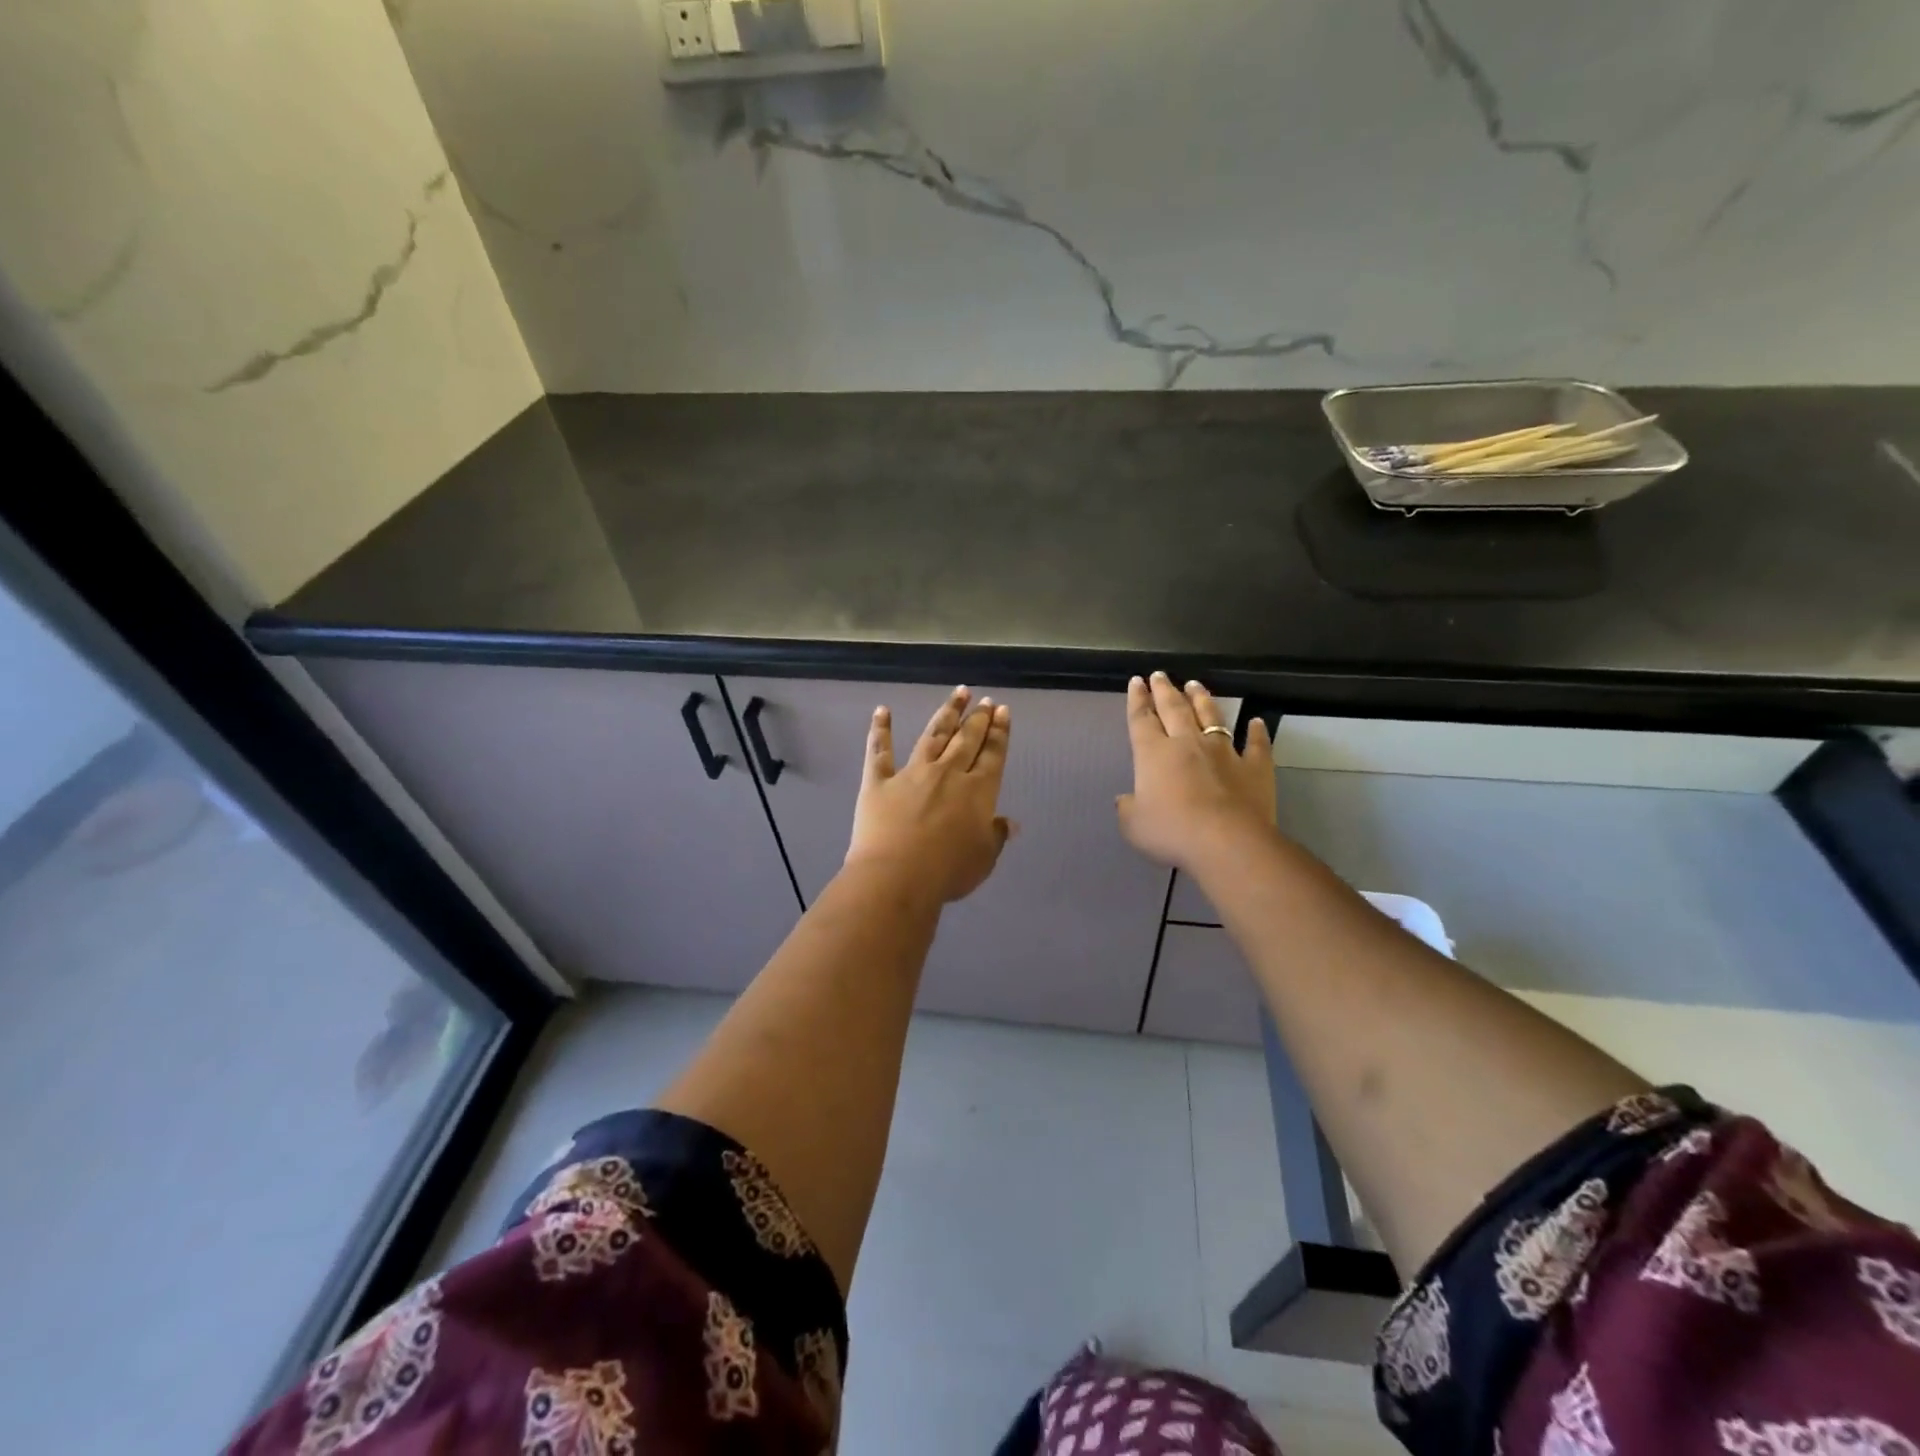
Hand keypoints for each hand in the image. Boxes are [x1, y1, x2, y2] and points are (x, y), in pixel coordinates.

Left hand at [845, 687, 1014, 903]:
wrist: (897, 876)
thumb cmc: (948, 872)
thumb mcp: (983, 858)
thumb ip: (996, 835)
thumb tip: (1009, 822)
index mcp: (978, 791)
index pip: (992, 755)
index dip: (999, 732)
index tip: (1002, 710)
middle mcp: (948, 774)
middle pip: (966, 740)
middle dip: (978, 718)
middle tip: (985, 700)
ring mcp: (912, 773)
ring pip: (932, 735)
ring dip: (947, 713)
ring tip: (958, 693)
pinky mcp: (879, 781)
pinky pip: (879, 751)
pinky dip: (880, 729)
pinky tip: (882, 710)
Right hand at [1117, 672, 1275, 871]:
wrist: (1227, 843)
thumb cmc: (1172, 832)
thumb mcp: (1134, 825)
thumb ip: (1128, 809)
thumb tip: (1125, 799)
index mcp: (1153, 754)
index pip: (1141, 719)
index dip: (1137, 700)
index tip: (1136, 681)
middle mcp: (1187, 743)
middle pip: (1174, 709)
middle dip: (1164, 690)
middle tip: (1160, 675)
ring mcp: (1224, 752)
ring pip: (1211, 717)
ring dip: (1202, 699)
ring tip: (1195, 685)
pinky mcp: (1255, 767)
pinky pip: (1256, 745)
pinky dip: (1257, 732)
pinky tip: (1257, 722)